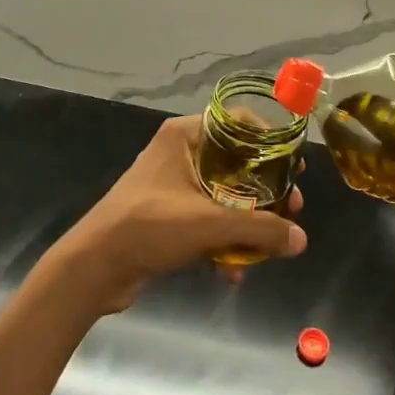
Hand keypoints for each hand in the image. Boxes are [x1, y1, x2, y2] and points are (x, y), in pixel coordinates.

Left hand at [45, 116, 307, 313]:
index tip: (294, 166)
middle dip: (264, 190)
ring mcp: (172, 186)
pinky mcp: (167, 217)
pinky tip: (234, 271)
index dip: (269, 142)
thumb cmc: (149, 226)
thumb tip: (301, 240)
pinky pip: (207, 221)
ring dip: (247, 221)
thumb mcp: (208, 223)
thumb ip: (258, 229)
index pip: (237, 123)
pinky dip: (222, 241)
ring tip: (271, 246)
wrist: (94, 267)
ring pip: (224, 196)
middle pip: (236, 163)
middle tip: (291, 209)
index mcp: (184, 136)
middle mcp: (180, 153)